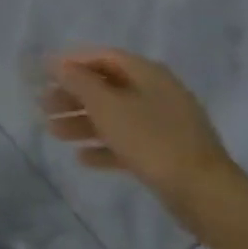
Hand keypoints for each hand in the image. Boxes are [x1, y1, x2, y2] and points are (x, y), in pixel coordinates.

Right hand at [41, 48, 246, 221]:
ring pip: (115, 115)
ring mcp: (164, 123)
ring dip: (82, 122)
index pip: (104, 57)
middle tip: (44, 106)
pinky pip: (128, 141)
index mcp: (148, 74)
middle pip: (107, 86)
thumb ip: (79, 82)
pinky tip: (82, 158)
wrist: (203, 192)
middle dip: (73, 95)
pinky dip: (104, 146)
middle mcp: (157, 92)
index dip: (72, 62)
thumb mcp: (107, 106)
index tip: (44, 73)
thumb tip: (57, 64)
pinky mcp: (166, 152)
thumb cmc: (150, 139)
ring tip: (54, 133)